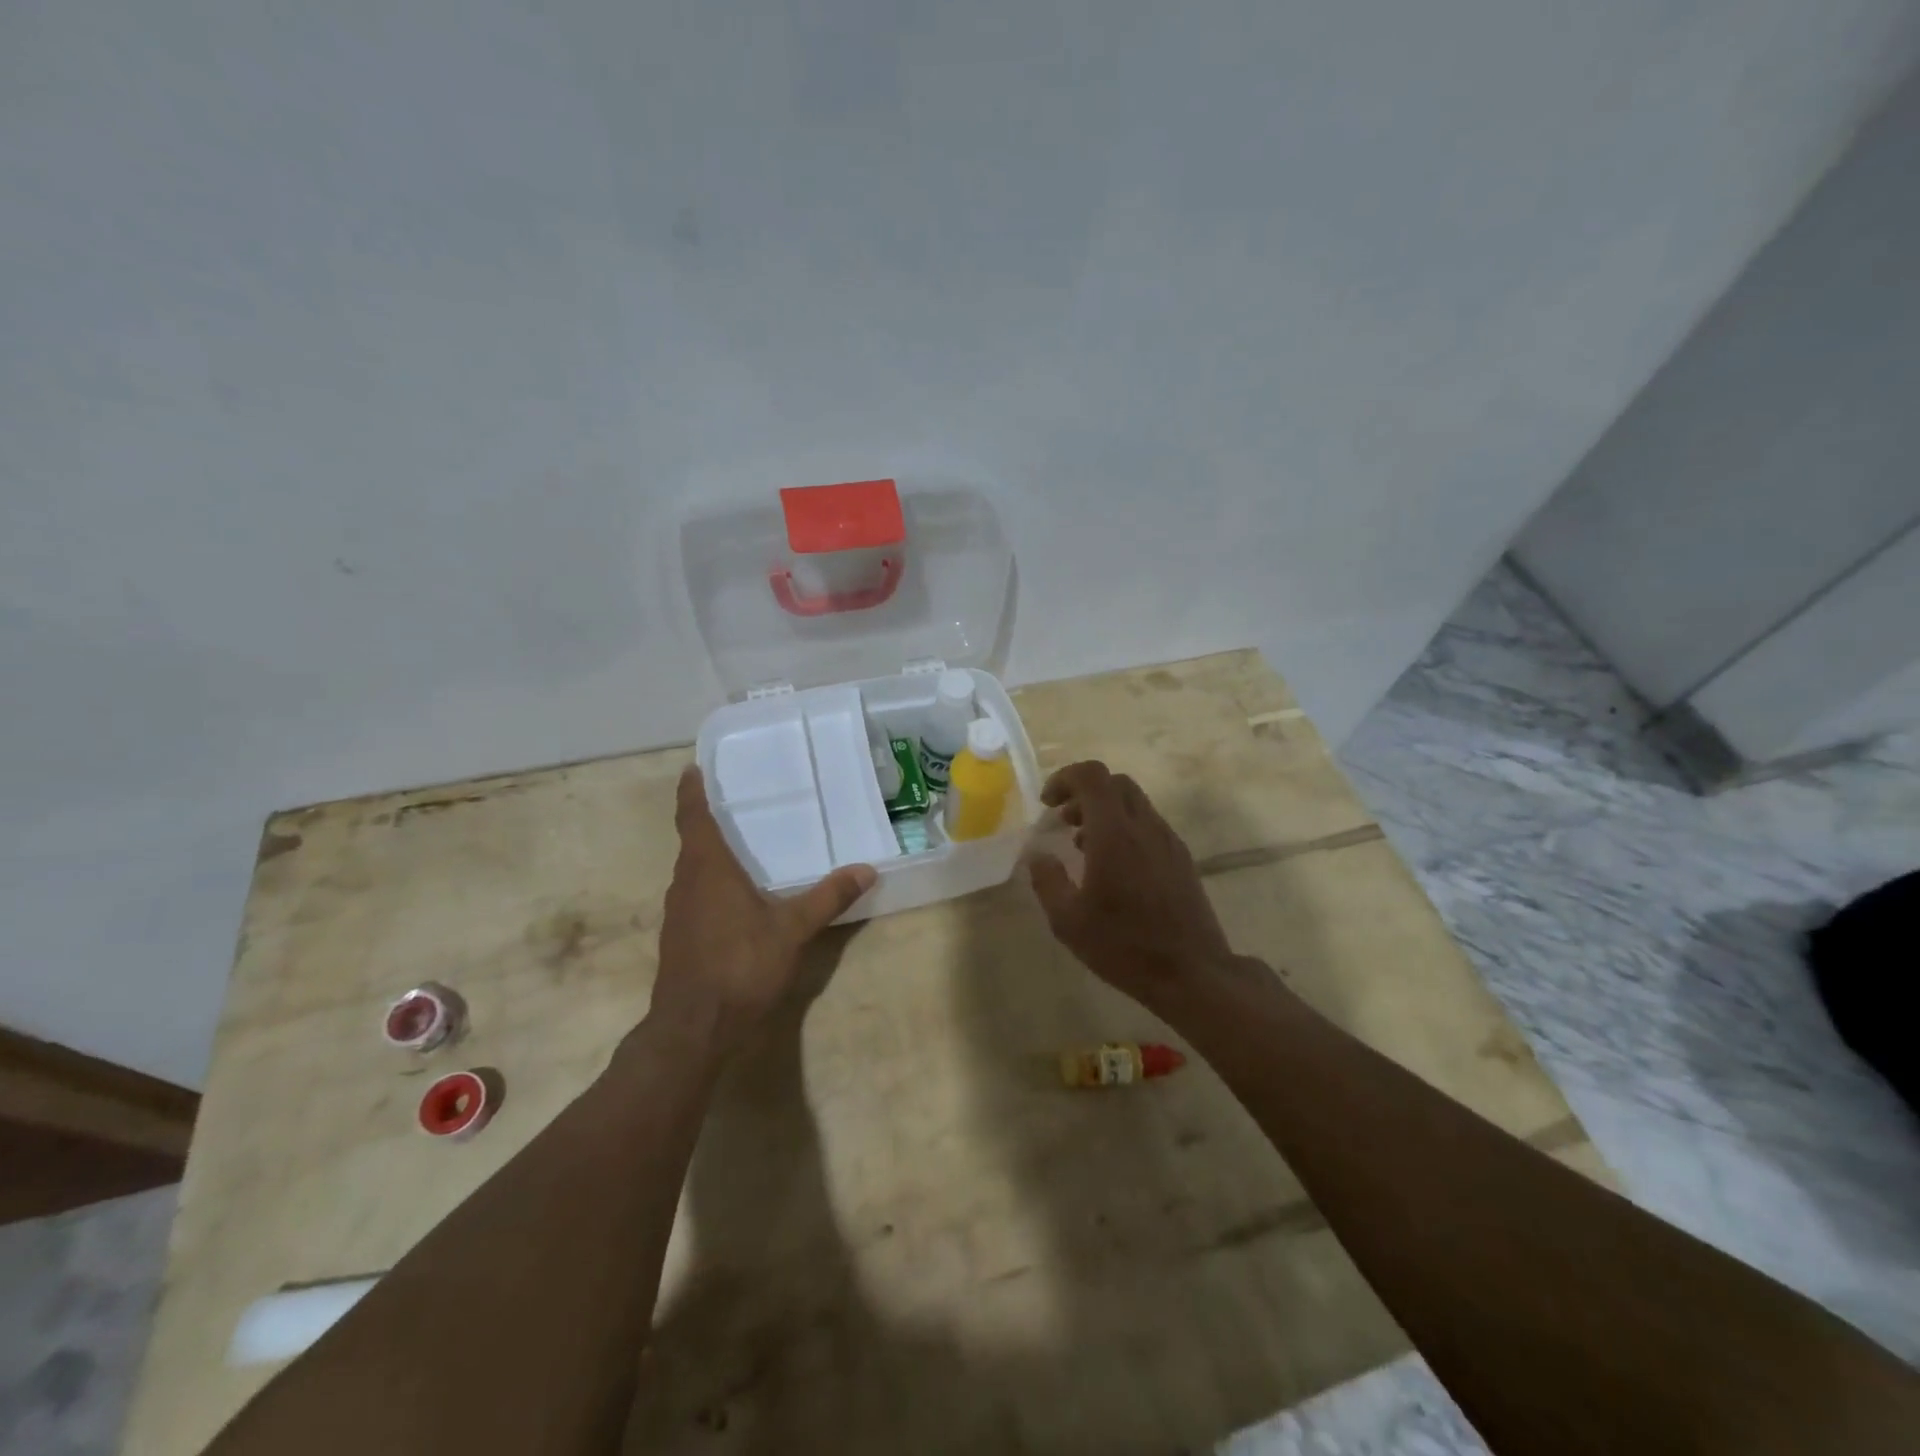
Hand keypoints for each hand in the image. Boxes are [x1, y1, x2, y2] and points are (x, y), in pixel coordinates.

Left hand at [648, 766, 875, 1056]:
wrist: (694, 1028)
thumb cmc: (740, 965)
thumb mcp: (792, 929)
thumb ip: (828, 898)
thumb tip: (867, 869)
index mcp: (707, 868)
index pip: (694, 817)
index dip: (691, 791)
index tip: (692, 768)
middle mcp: (685, 883)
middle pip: (692, 842)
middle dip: (707, 821)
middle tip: (734, 802)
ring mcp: (678, 913)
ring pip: (693, 872)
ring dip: (709, 855)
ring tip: (740, 846)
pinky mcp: (679, 938)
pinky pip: (695, 896)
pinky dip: (711, 885)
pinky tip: (736, 899)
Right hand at [1028, 761, 1235, 1011]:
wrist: (1192, 973)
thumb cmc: (1124, 945)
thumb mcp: (1068, 920)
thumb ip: (1047, 880)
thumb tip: (1039, 855)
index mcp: (1114, 833)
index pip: (1092, 776)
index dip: (1065, 778)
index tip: (1047, 803)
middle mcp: (1144, 826)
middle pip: (1115, 783)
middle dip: (1084, 792)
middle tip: (1063, 820)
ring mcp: (1168, 840)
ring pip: (1134, 803)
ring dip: (1104, 811)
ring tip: (1082, 846)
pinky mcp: (1181, 858)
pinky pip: (1148, 825)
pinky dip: (1124, 828)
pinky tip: (1112, 867)